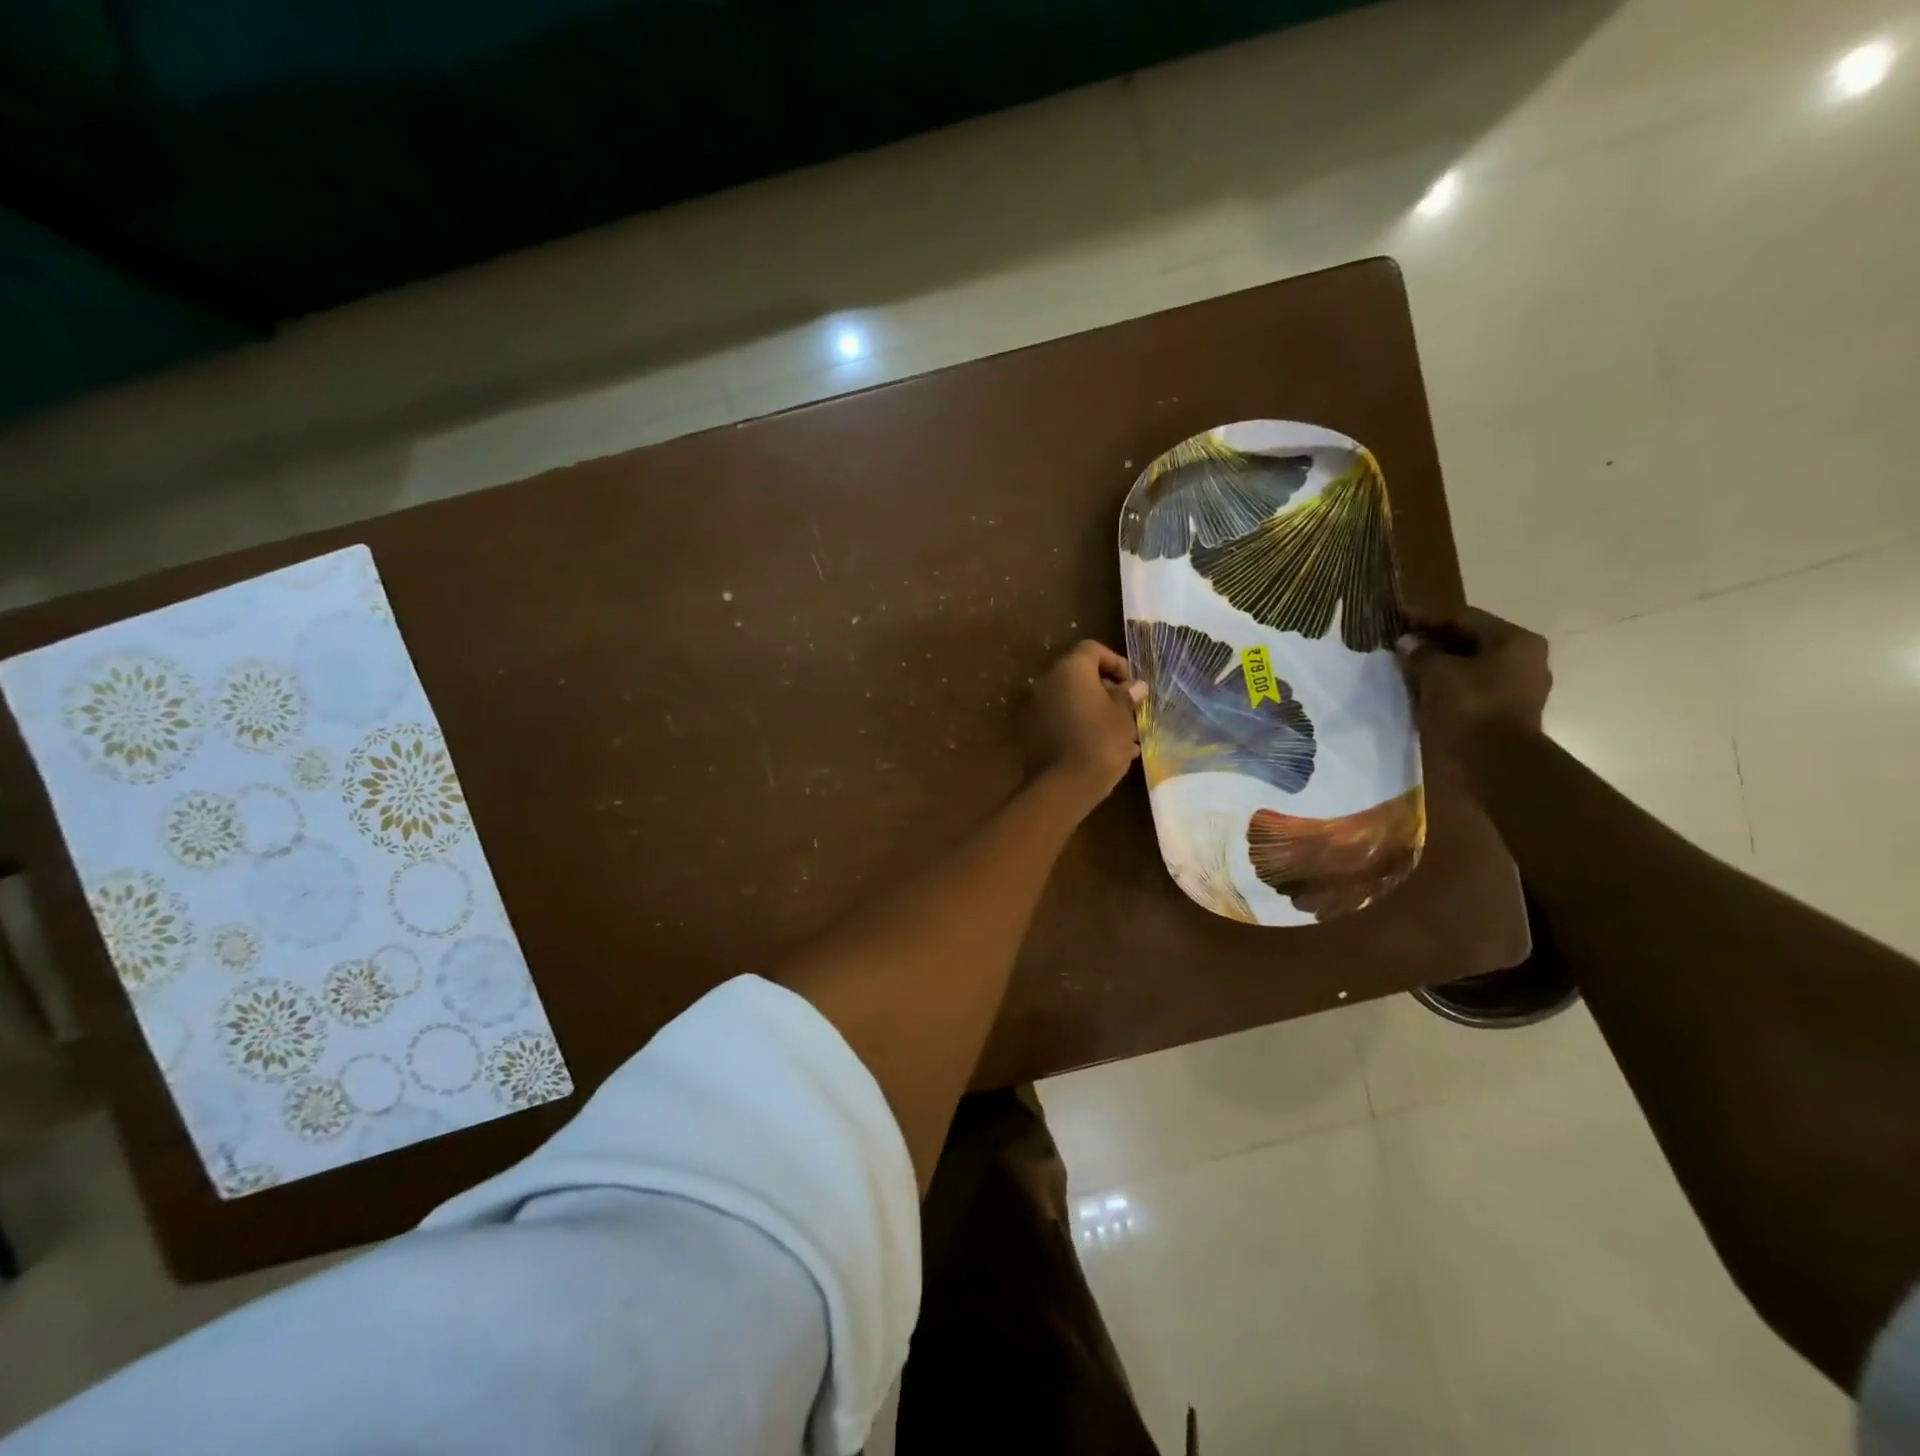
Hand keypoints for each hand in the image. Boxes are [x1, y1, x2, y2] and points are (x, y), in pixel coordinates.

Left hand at [1032, 640, 1145, 813]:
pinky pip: (1063, 720)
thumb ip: (1128, 696)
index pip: (1092, 649)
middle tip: (1130, 710)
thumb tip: (1136, 685)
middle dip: (1107, 689)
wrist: (1064, 785)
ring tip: (1124, 734)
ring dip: (1097, 710)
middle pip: (1080, 675)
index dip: (1116, 662)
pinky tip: (1106, 749)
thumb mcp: (1123, 717)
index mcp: (1070, 670)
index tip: (1133, 684)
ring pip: (1073, 700)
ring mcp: (1037, 708)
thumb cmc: (1100, 742)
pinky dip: (1083, 726)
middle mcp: (1048, 682)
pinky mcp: (1034, 731)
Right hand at [1396, 607, 1551, 756]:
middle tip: (1402, 646)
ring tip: (1409, 669)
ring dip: (1441, 666)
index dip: (1428, 618)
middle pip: (1472, 642)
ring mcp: (1520, 688)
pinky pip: (1475, 689)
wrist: (1494, 761)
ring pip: (1472, 667)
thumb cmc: (1469, 706)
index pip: (1465, 618)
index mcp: (1515, 641)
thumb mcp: (1436, 673)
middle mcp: (1526, 659)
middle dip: (1435, 643)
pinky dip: (1450, 686)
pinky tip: (1425, 691)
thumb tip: (1407, 643)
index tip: (1400, 620)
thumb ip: (1420, 653)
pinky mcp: (1508, 712)